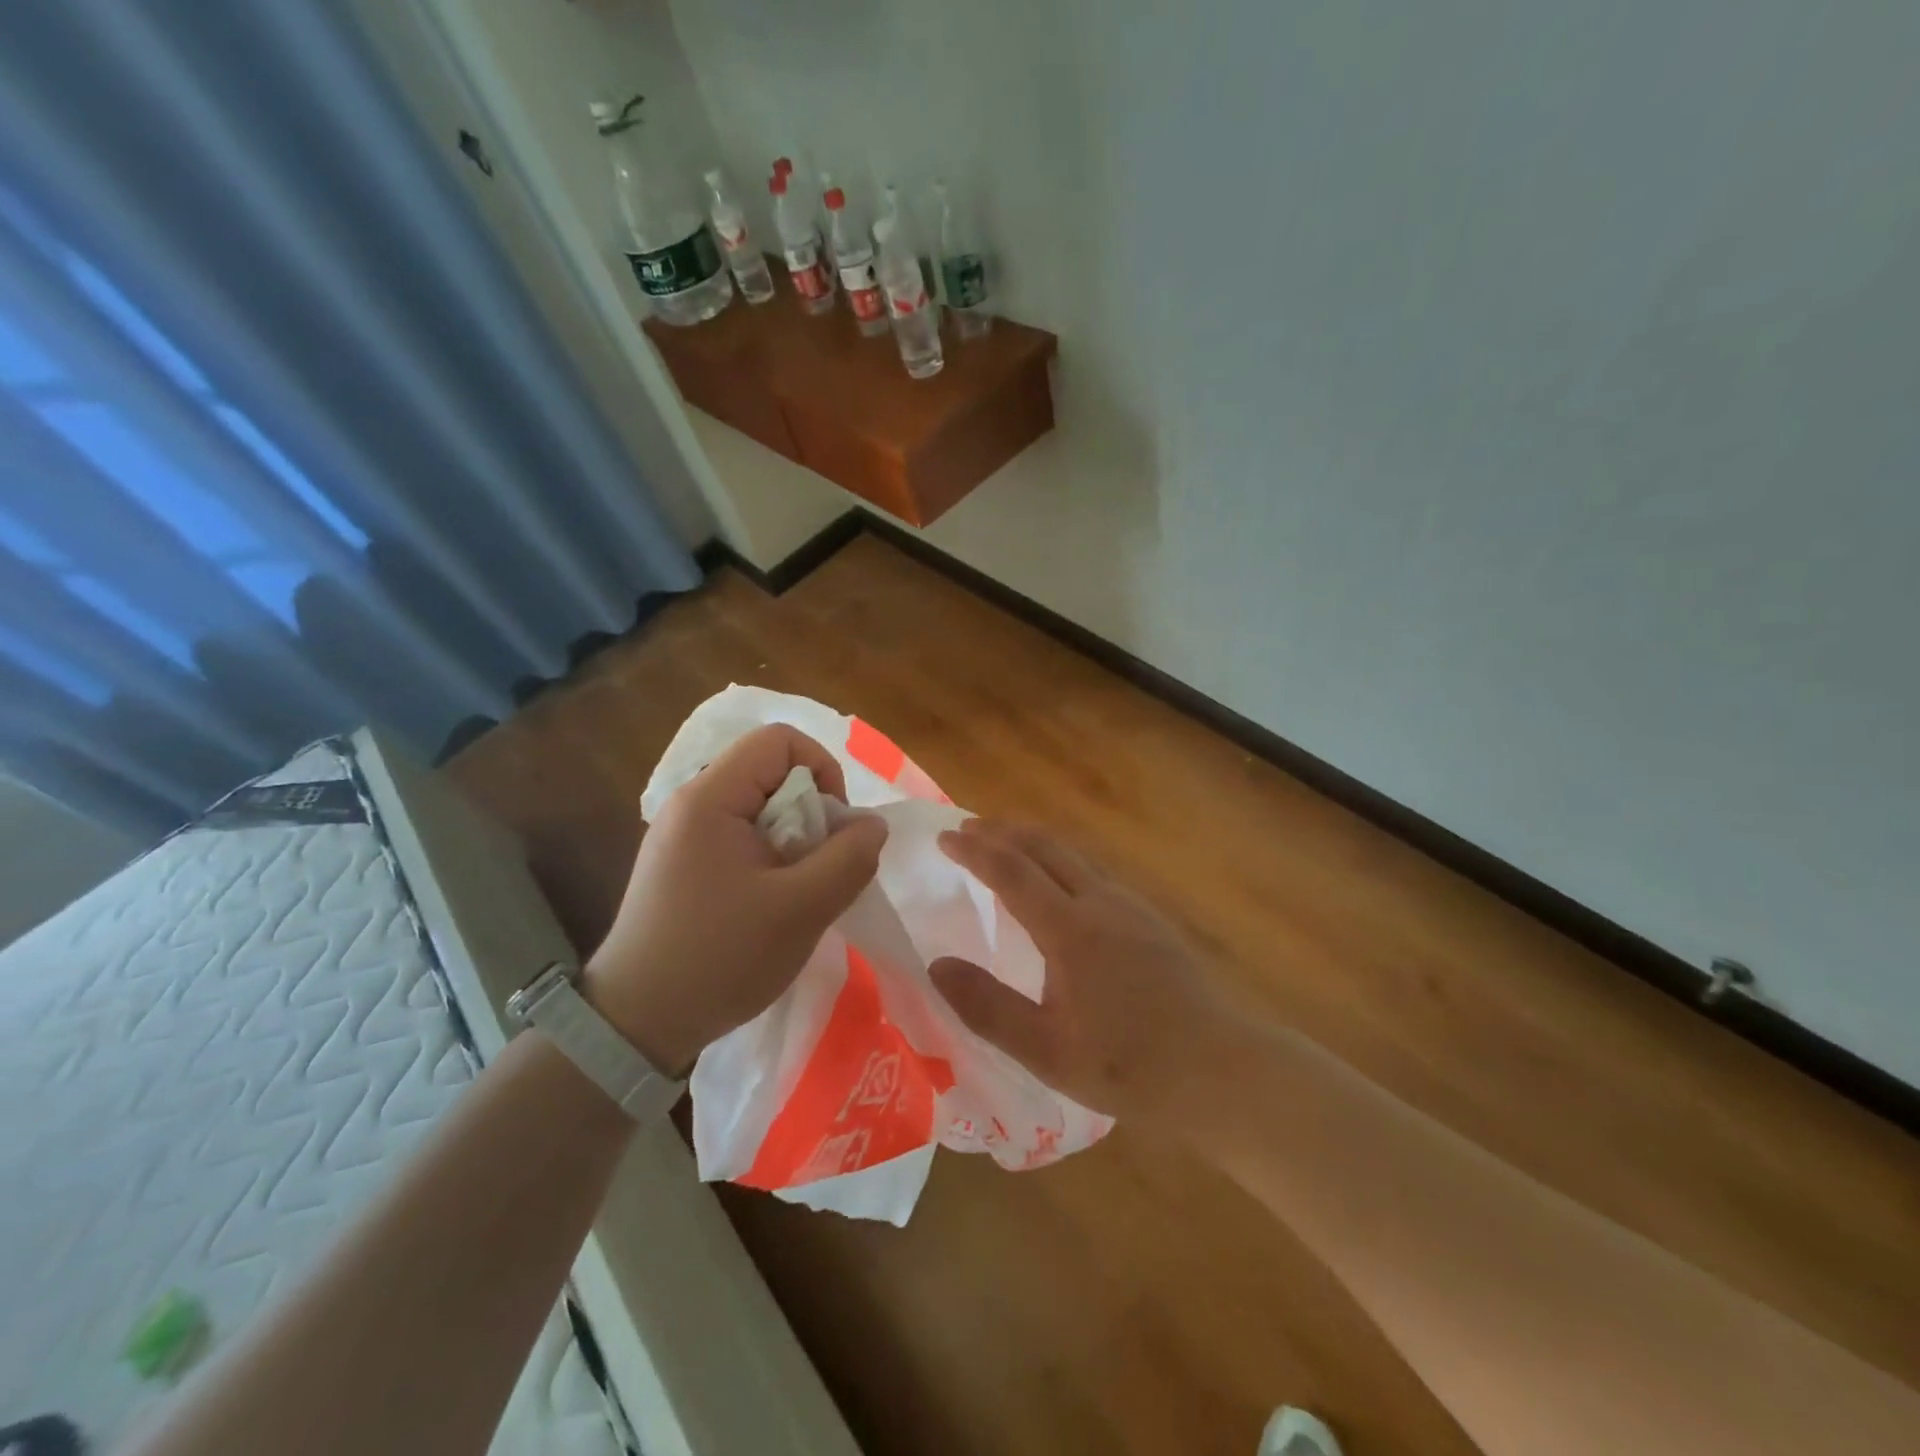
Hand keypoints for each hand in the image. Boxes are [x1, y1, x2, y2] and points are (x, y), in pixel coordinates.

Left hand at [583, 725, 887, 1075]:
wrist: (635, 1024)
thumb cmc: (719, 959)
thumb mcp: (801, 910)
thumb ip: (849, 858)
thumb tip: (872, 824)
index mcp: (710, 797)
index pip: (780, 740)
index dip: (822, 769)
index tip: (832, 826)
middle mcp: (691, 803)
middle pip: (771, 772)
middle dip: (811, 812)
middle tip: (817, 868)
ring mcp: (682, 834)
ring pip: (760, 807)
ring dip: (794, 839)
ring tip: (796, 891)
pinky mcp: (682, 863)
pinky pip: (740, 835)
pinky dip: (770, 856)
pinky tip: (770, 902)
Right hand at [929, 819, 1238, 1127]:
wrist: (1221, 1068)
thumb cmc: (1130, 1066)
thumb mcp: (1047, 1051)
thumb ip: (988, 1007)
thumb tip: (936, 966)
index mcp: (1071, 929)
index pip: (1013, 871)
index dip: (975, 850)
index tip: (945, 837)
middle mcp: (1101, 902)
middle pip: (1046, 847)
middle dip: (1002, 831)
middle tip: (967, 828)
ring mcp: (1131, 906)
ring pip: (1074, 854)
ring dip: (1033, 841)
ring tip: (1005, 843)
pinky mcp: (1150, 918)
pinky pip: (1094, 869)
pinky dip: (1060, 858)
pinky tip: (1060, 881)